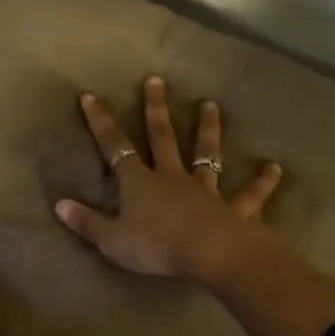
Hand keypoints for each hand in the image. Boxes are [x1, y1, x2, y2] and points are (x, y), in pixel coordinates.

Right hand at [53, 75, 283, 282]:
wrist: (209, 255)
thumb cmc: (156, 247)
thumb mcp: (112, 240)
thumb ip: (87, 222)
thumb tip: (59, 205)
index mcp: (140, 183)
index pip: (115, 147)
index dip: (100, 122)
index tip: (90, 95)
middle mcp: (172, 177)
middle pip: (163, 137)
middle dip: (156, 109)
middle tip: (157, 80)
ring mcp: (205, 190)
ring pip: (206, 155)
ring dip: (208, 130)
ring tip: (211, 105)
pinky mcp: (234, 209)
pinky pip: (250, 195)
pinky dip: (263, 183)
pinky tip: (275, 168)